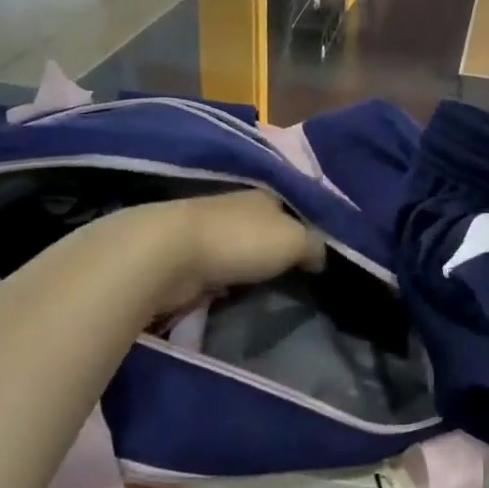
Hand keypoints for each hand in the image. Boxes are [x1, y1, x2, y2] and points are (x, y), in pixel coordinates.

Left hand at [102, 190, 324, 322]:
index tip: (322, 252)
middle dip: (281, 248)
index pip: (295, 206)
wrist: (167, 255)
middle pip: (268, 228)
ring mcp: (211, 231)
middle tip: (302, 276)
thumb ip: (316, 245)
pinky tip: (242, 294)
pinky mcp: (189, 258)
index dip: (309, 226)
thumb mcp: (295, 240)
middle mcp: (238, 206)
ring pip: (244, 249)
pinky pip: (222, 270)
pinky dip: (231, 280)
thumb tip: (322, 257)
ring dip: (254, 266)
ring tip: (275, 289)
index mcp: (265, 194)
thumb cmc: (239, 240)